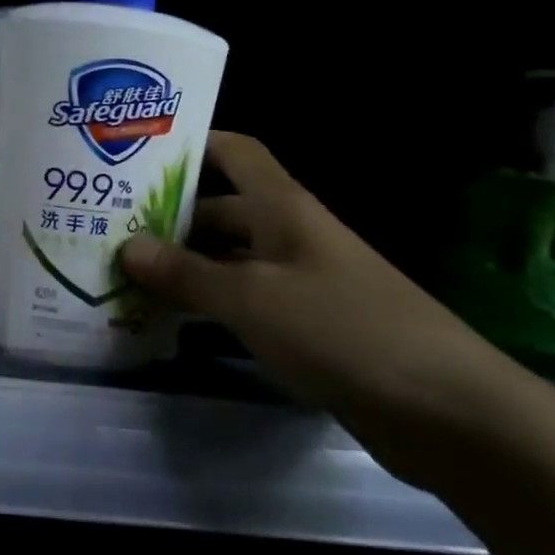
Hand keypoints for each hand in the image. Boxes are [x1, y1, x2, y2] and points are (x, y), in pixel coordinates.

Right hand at [118, 131, 506, 472]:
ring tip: (124, 275)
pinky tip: (169, 321)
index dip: (191, 144)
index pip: (234, 152)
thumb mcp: (251, 298)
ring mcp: (301, 282)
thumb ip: (186, 273)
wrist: (445, 409)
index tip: (138, 156)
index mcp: (282, 208)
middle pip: (222, 210)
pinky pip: (246, 302)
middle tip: (109, 229)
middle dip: (169, 218)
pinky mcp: (308, 326)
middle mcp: (290, 235)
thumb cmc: (342, 329)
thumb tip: (128, 247)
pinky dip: (209, 305)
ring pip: (230, 260)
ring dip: (184, 267)